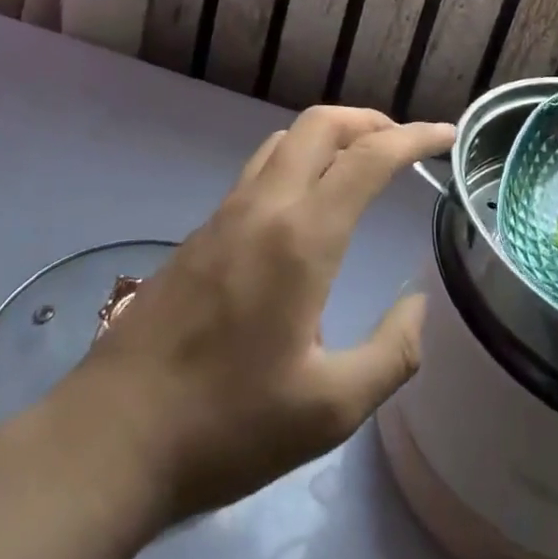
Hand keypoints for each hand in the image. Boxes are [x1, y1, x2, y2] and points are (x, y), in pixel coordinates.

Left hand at [40, 106, 454, 526]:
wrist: (110, 438)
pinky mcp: (201, 232)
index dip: (414, 136)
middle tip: (403, 145)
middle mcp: (264, 206)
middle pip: (321, 124)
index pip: (369, 157)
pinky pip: (260, 169)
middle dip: (370, 120)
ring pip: (286, 140)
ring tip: (359, 165)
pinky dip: (298, 161)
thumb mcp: (330, 410)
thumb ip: (392, 353)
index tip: (447, 135)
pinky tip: (306, 207)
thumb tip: (419, 306)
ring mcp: (226, 214)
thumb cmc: (226, 426)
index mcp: (302, 237)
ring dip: (330, 136)